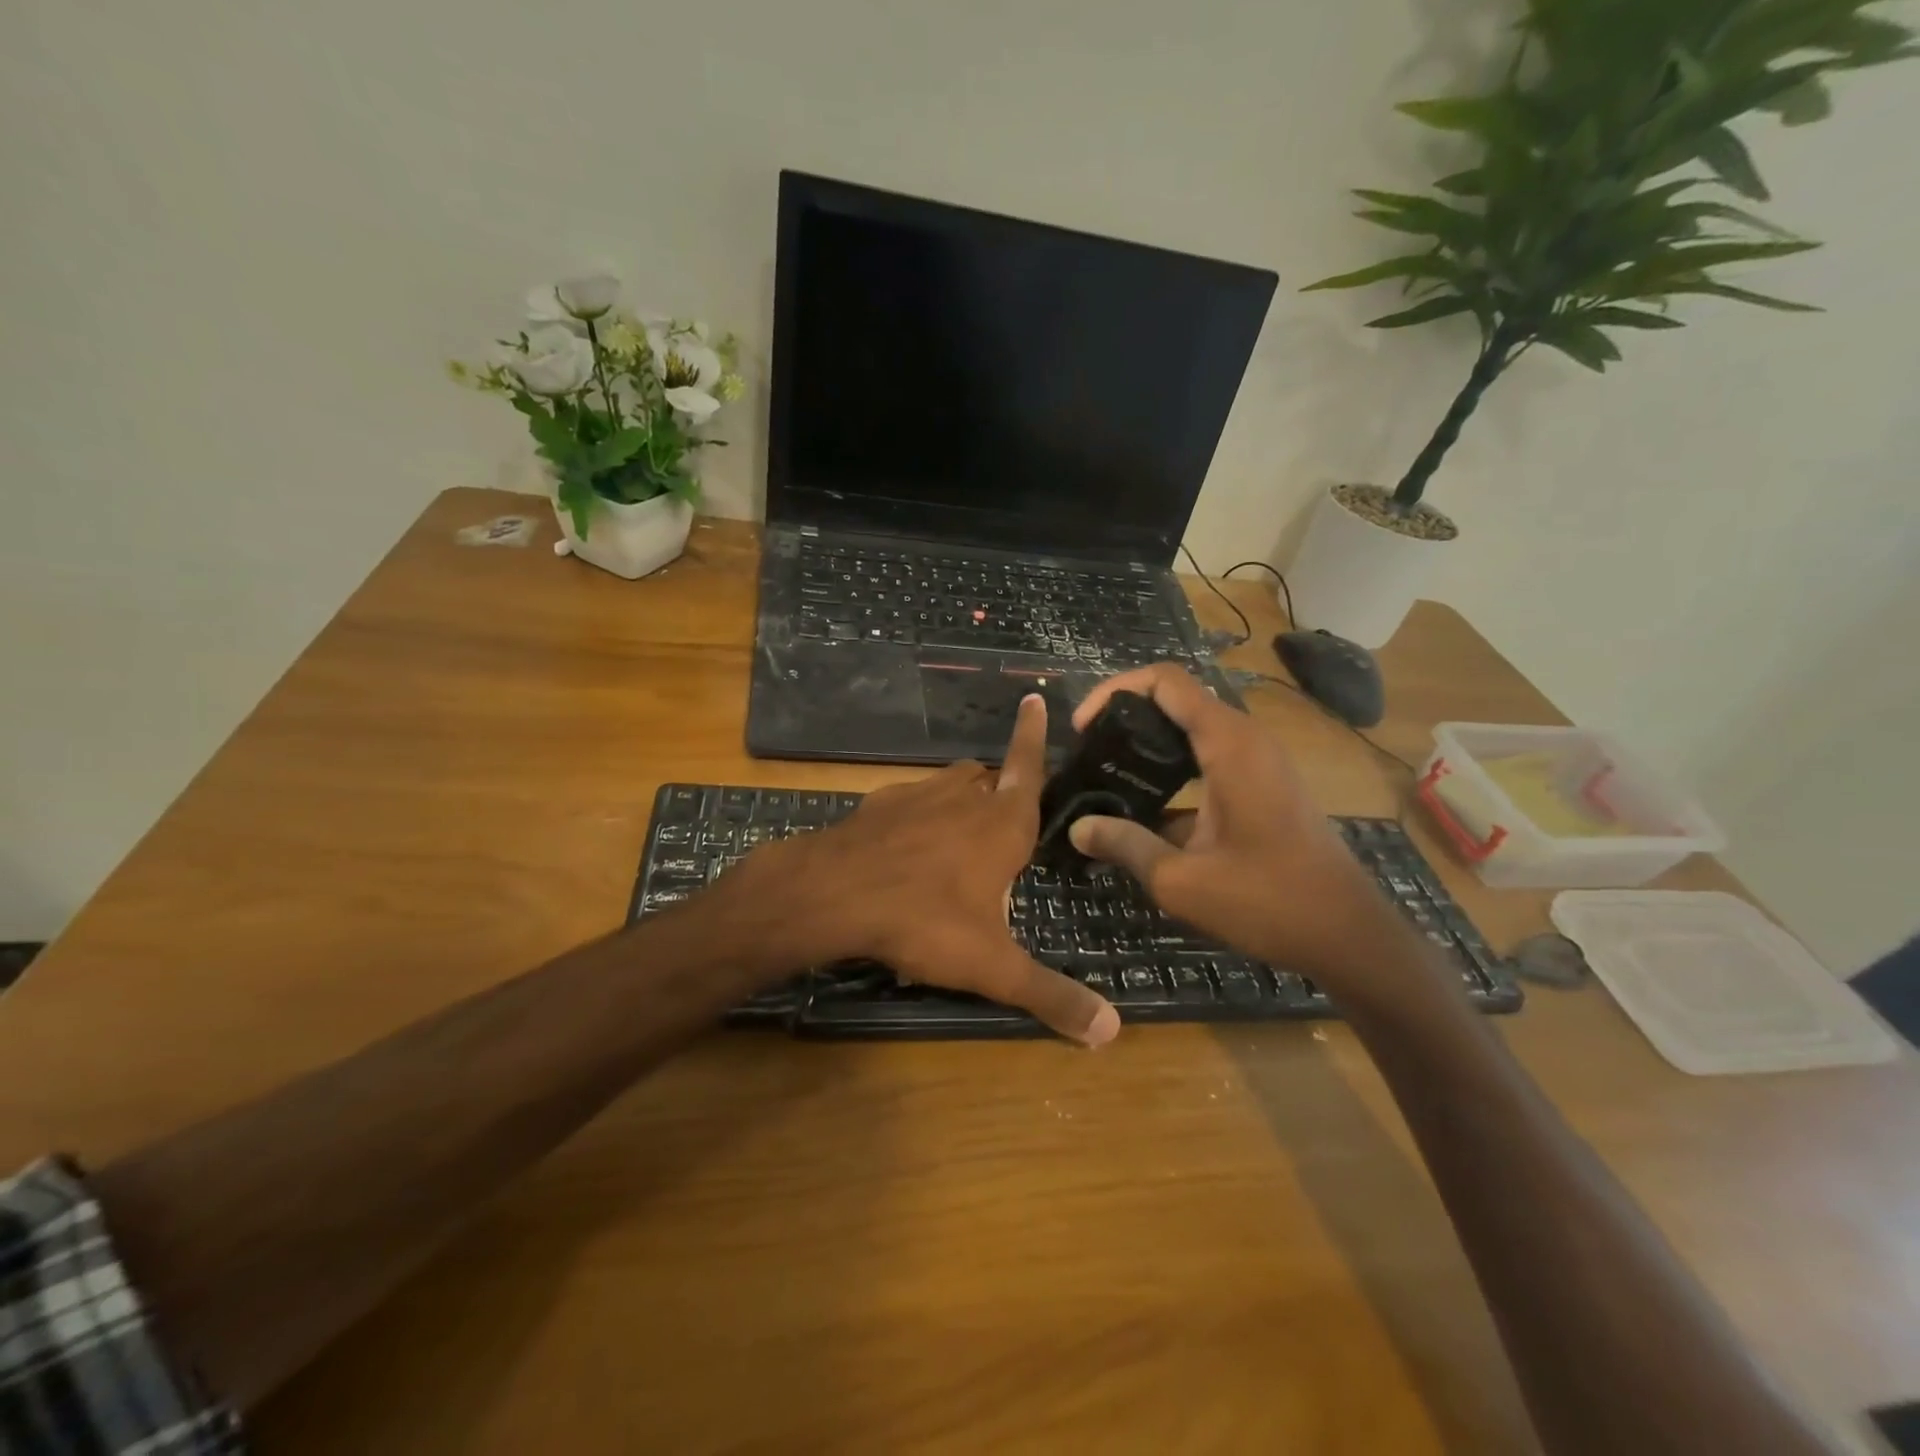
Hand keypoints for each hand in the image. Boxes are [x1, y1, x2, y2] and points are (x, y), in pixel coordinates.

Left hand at [734, 694, 1119, 1046]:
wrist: (833, 894)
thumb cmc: (924, 920)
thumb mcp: (991, 966)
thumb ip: (1050, 995)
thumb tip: (1111, 1032)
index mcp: (1002, 823)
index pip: (1028, 766)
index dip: (1033, 733)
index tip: (1032, 696)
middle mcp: (963, 797)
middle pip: (989, 777)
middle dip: (1000, 789)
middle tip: (1005, 822)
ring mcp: (916, 795)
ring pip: (950, 783)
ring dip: (961, 798)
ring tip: (959, 835)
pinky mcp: (878, 805)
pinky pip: (910, 800)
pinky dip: (918, 814)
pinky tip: (906, 847)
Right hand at [1066, 664, 1395, 984]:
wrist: (1349, 936)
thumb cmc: (1268, 901)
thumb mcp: (1181, 880)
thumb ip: (1125, 846)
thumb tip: (1077, 828)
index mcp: (1228, 744)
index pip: (1166, 681)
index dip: (1115, 690)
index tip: (1083, 728)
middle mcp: (1246, 740)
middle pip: (1177, 700)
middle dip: (1127, 716)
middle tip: (1089, 752)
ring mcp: (1260, 762)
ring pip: (1193, 730)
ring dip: (1150, 744)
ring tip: (1108, 777)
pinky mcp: (1265, 786)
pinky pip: (1210, 757)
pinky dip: (1174, 769)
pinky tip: (1146, 811)